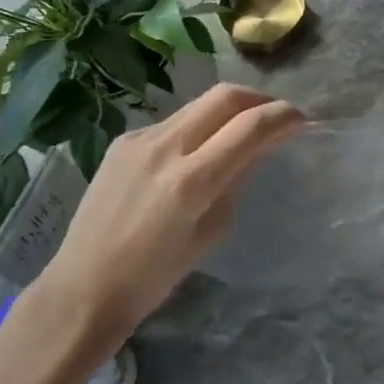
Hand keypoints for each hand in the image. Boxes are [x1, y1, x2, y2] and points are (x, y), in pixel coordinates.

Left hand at [36, 84, 303, 350]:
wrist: (83, 287)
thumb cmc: (154, 277)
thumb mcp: (210, 233)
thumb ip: (236, 181)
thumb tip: (258, 146)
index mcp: (190, 182)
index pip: (249, 127)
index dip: (282, 117)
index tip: (301, 120)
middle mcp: (165, 148)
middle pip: (224, 96)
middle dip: (259, 98)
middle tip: (276, 115)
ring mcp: (140, 139)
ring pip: (198, 105)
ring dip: (229, 110)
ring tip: (242, 129)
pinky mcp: (124, 140)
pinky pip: (173, 122)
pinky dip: (197, 127)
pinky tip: (197, 151)